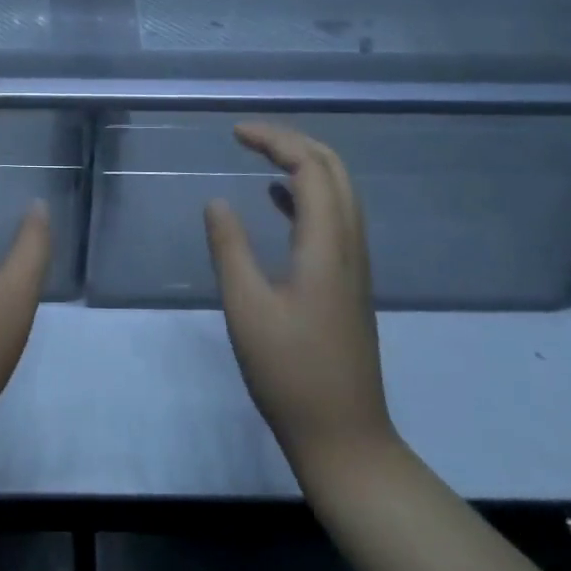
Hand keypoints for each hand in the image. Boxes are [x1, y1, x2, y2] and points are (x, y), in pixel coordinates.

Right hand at [204, 123, 396, 482]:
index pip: (310, 167)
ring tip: (259, 155)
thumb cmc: (290, 373)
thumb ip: (229, 248)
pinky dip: (305, 195)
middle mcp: (349, 245)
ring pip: (338, 193)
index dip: (275, 140)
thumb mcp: (246, 308)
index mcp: (327, 245)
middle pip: (333, 170)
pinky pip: (333, 218)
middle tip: (249, 136)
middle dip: (293, 142)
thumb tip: (216, 200)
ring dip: (303, 164)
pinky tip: (276, 200)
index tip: (234, 133)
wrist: (344, 436)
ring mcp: (354, 264)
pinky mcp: (348, 282)